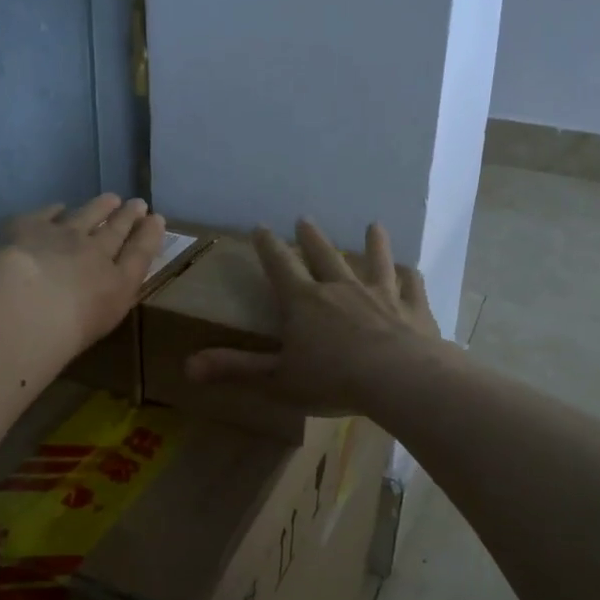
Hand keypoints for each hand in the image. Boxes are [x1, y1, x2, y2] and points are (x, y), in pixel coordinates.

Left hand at [0, 194, 165, 355]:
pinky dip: (56, 210)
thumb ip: (106, 302)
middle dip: (129, 216)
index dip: (149, 234)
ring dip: (101, 206)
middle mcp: (95, 252)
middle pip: (116, 230)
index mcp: (118, 282)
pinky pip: (48, 213)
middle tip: (138, 203)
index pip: (140, 253)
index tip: (157, 219)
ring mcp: (63, 235)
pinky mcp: (30, 226)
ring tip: (110, 198)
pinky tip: (59, 207)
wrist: (23, 307)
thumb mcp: (100, 324)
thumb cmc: (65, 333)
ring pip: (87, 214)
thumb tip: (104, 293)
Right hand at [184, 218, 443, 413]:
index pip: (280, 265)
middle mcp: (340, 288)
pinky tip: (411, 270)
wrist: (398, 378)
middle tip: (305, 219)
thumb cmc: (333, 380)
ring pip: (375, 261)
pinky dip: (409, 277)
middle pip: (323, 255)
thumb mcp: (277, 379)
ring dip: (373, 244)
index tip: (261, 227)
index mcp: (304, 301)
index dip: (268, 247)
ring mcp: (380, 294)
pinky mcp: (412, 308)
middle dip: (311, 237)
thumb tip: (187, 366)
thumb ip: (235, 369)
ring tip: (373, 225)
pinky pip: (411, 286)